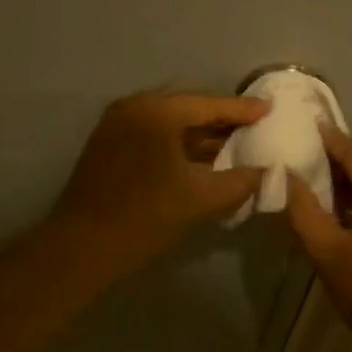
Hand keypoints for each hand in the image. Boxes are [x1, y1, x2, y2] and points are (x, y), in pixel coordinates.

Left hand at [51, 90, 268, 277]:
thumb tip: (267, 172)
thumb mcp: (201, 199)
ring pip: (169, 123)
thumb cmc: (145, 218)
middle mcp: (134, 107)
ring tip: (234, 144)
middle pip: (187, 108)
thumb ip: (241, 181)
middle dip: (221, 120)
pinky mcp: (108, 143)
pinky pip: (153, 134)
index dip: (242, 110)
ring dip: (200, 134)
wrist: (83, 247)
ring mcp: (117, 123)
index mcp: (156, 111)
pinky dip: (178, 143)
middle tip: (254, 126)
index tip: (269, 108)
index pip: (208, 104)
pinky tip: (201, 158)